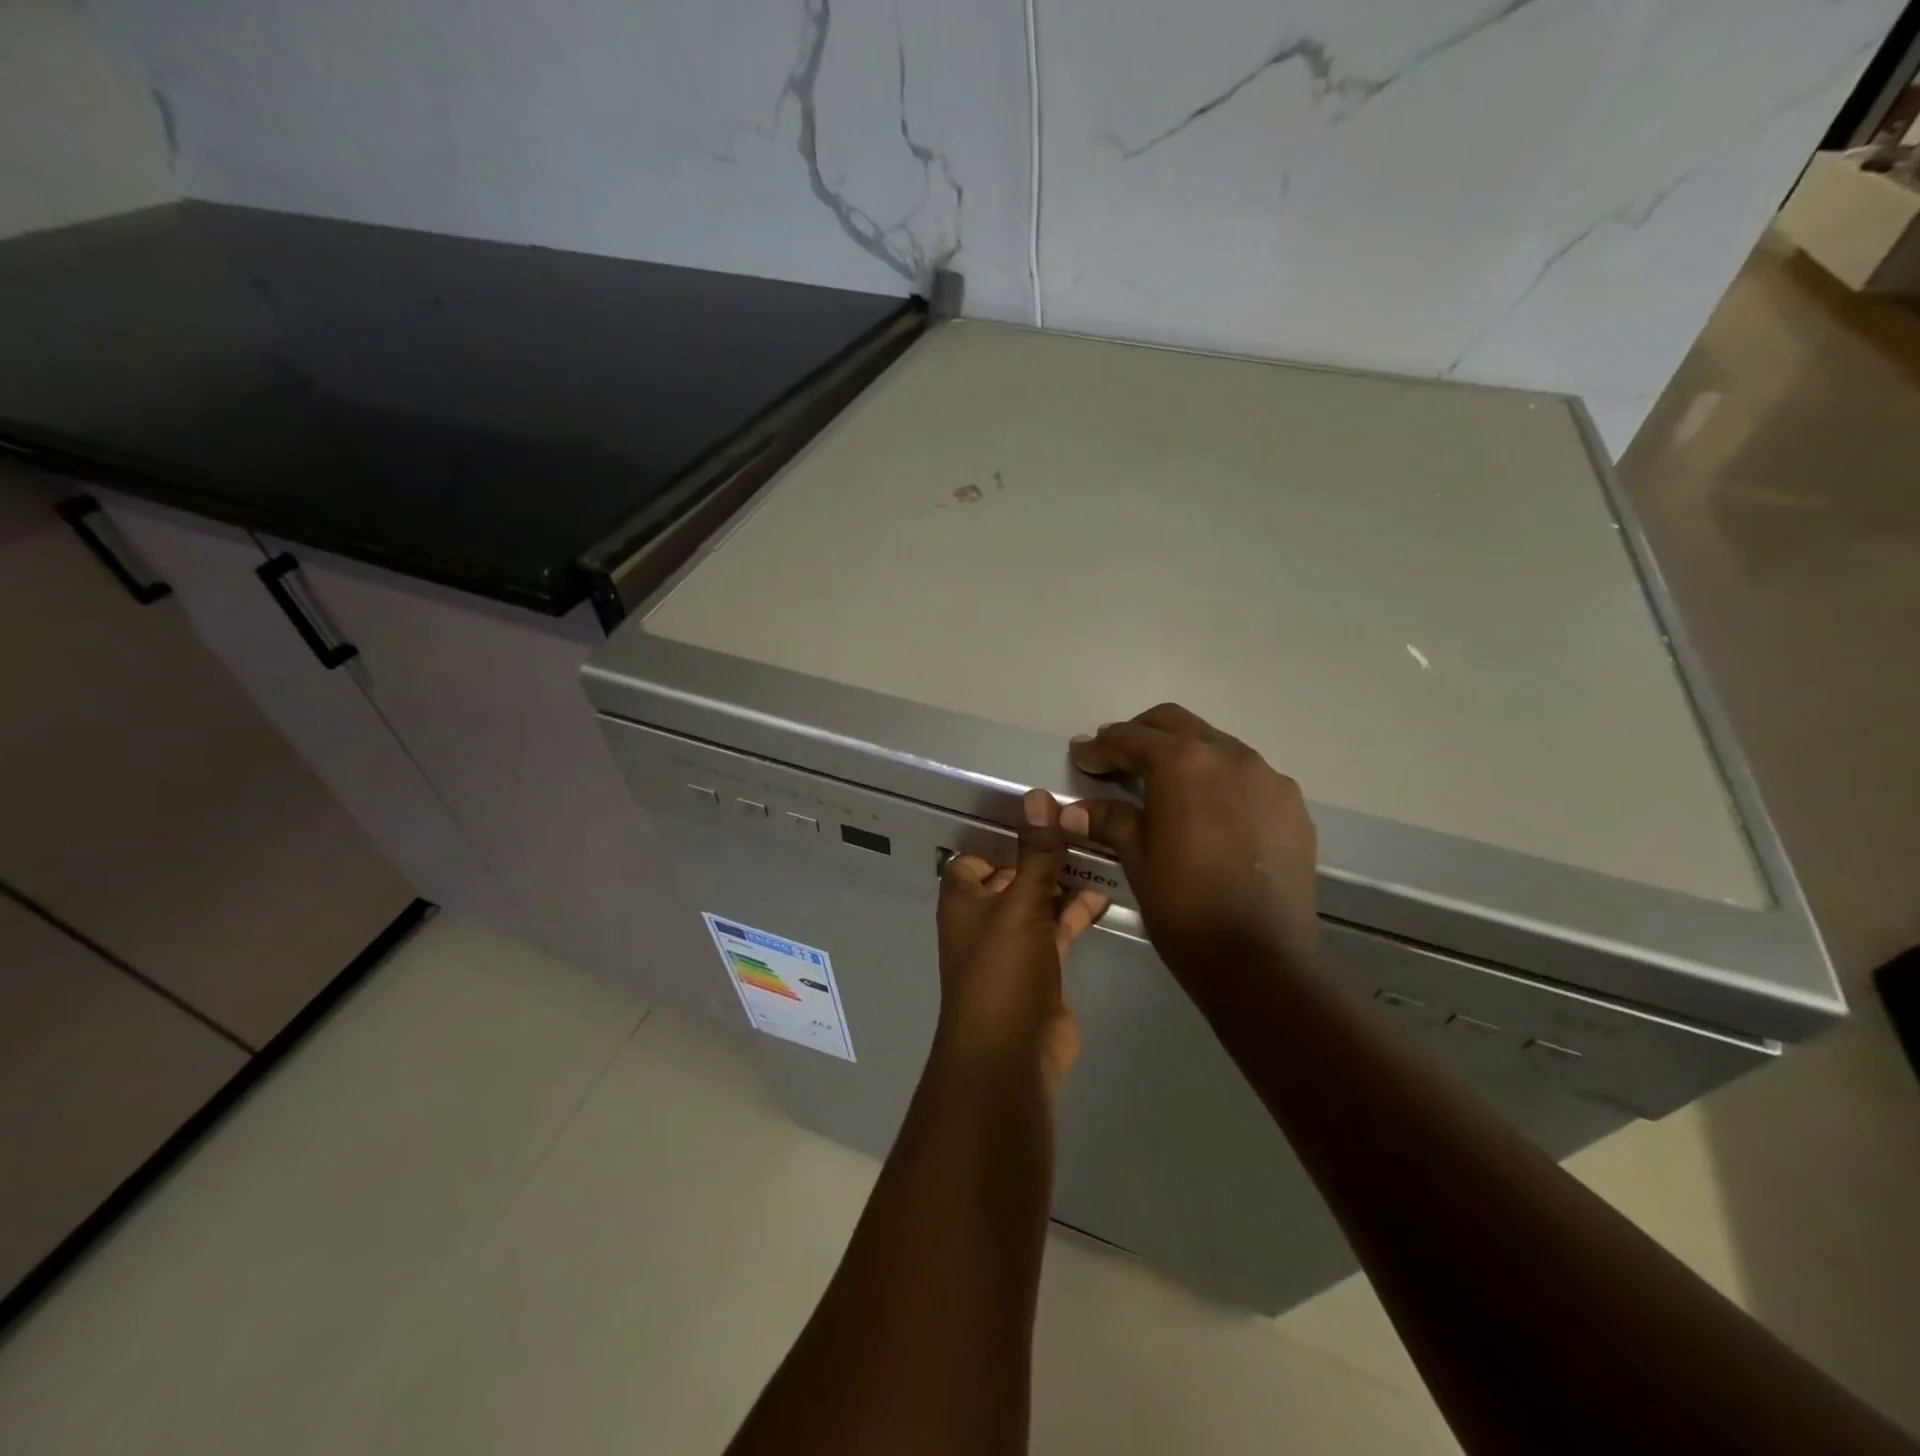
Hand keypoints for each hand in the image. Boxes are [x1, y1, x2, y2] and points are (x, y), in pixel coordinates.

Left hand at [935, 789, 1108, 1093]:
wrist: (1011, 1055)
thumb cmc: (1002, 971)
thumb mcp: (1020, 904)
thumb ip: (1035, 852)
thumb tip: (1036, 796)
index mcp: (964, 899)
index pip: (974, 857)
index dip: (1001, 839)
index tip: (1040, 819)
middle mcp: (984, 918)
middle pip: (1012, 876)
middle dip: (1041, 856)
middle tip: (1083, 827)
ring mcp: (1013, 945)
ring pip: (1038, 901)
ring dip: (1062, 882)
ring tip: (1100, 853)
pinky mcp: (1041, 968)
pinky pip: (1058, 928)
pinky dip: (1076, 911)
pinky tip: (1105, 893)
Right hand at [1062, 703, 1319, 993]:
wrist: (1261, 961)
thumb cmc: (1185, 907)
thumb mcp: (1138, 859)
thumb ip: (1110, 820)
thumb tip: (1073, 810)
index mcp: (1184, 763)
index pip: (1131, 738)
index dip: (1100, 747)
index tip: (1081, 756)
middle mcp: (1231, 756)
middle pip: (1176, 725)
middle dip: (1140, 735)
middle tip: (1115, 759)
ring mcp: (1269, 779)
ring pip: (1217, 746)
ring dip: (1185, 756)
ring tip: (1163, 787)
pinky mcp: (1293, 806)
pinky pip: (1249, 778)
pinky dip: (1220, 782)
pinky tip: (1209, 814)